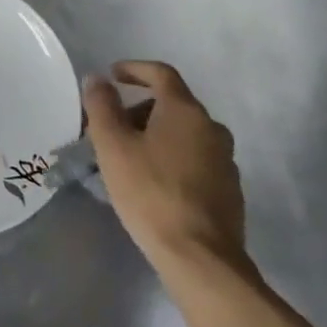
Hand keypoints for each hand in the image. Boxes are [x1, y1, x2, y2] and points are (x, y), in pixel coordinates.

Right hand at [83, 61, 247, 276]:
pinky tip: (154, 183)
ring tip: (129, 157)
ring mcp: (225, 160)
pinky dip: (173, 158)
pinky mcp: (229, 190)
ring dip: (156, 135)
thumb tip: (97, 79)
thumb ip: (101, 106)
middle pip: (172, 104)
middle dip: (139, 109)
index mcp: (185, 111)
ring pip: (185, 133)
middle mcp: (211, 128)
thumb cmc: (150, 192)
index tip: (112, 75)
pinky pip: (196, 159)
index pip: (161, 73)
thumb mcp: (112, 145)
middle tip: (112, 128)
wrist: (201, 258)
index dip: (134, 69)